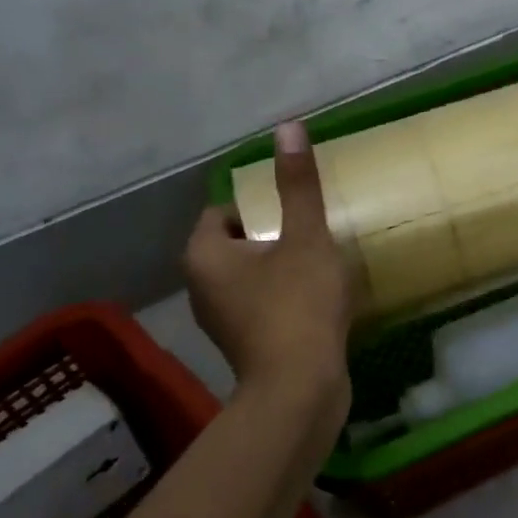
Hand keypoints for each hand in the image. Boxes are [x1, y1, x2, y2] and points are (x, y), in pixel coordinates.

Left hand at [184, 122, 352, 415]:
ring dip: (278, 265)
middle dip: (272, 235)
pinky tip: (314, 299)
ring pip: (248, 274)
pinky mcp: (241, 343)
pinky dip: (281, 295)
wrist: (300, 390)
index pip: (223, 210)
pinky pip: (258, 302)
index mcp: (204, 255)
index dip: (260, 205)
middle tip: (311, 234)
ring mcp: (219, 319)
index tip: (296, 213)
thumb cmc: (298, 305)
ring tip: (317, 264)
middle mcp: (200, 286)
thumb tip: (288, 126)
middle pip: (236, 242)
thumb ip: (297, 184)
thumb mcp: (305, 237)